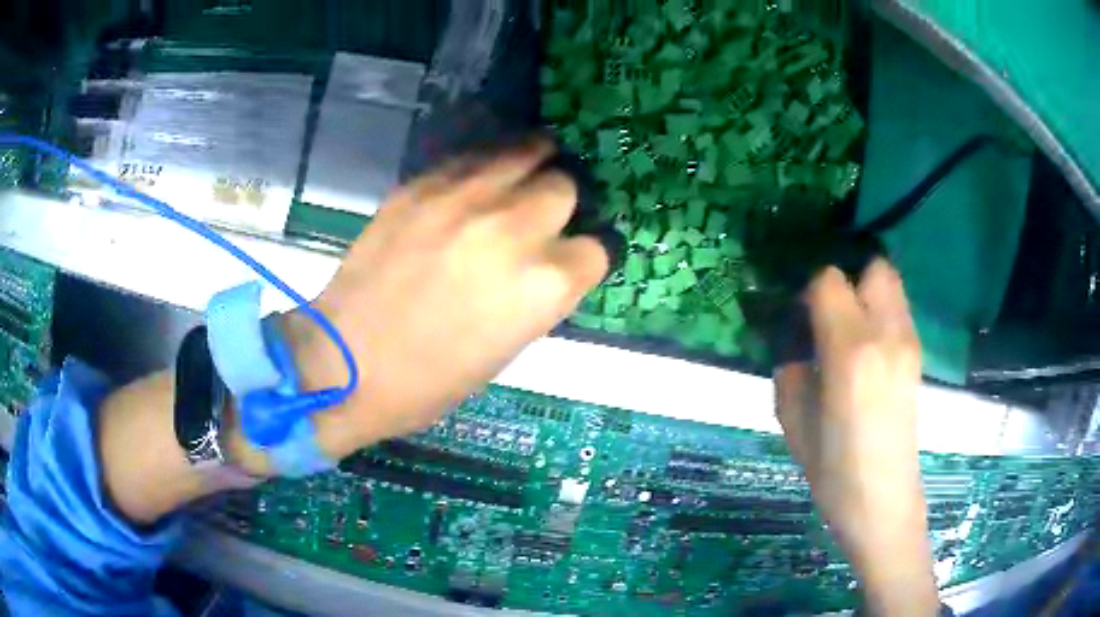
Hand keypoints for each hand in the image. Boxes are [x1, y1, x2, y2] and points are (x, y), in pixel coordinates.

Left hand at [283, 139, 607, 456]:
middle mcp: (514, 229)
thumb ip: (537, 297)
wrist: (346, 363)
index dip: (583, 257)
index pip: (596, 249)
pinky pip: (472, 157)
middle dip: (559, 203)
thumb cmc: (429, 381)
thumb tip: (548, 264)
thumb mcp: (506, 349)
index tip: (568, 259)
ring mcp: (465, 199)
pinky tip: (475, 183)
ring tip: (521, 175)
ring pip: (525, 151)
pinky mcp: (422, 186)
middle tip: (539, 216)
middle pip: (563, 187)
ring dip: (531, 163)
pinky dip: (484, 166)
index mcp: (543, 285)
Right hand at [774, 260, 938, 615]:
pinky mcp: (917, 355)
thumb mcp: (793, 420)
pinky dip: (881, 313)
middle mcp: (886, 334)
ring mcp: (908, 343)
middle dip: (849, 278)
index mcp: (850, 351)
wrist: (882, 499)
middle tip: (829, 312)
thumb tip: (798, 343)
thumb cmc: (832, 468)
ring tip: (848, 329)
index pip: (829, 281)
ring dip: (867, 293)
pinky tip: (867, 350)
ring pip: (892, 285)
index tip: (801, 315)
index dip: (810, 291)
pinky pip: (899, 311)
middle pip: (874, 268)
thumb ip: (792, 368)